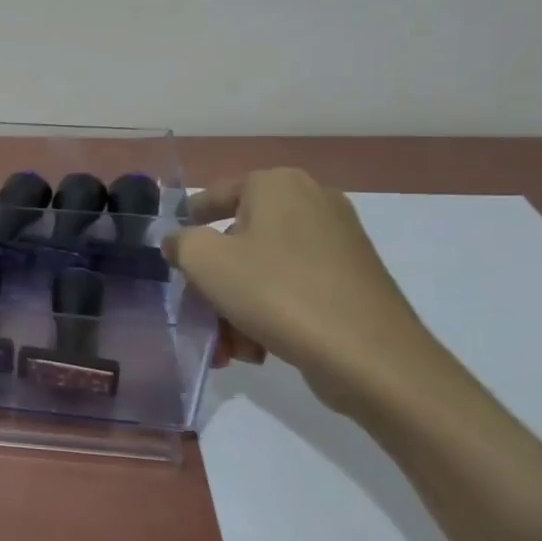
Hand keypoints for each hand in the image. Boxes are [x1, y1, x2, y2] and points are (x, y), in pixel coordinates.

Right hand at [169, 167, 444, 408]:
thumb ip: (180, 242)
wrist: (369, 356)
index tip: (172, 250)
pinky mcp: (353, 278)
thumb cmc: (276, 292)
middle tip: (200, 309)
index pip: (215, 195)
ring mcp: (339, 240)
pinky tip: (258, 349)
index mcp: (277, 184)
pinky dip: (270, 312)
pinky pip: (294, 286)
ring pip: (265, 268)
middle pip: (239, 238)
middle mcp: (312, 201)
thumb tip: (180, 242)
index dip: (189, 222)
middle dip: (215, 280)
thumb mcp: (204, 261)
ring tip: (229, 345)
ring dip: (237, 305)